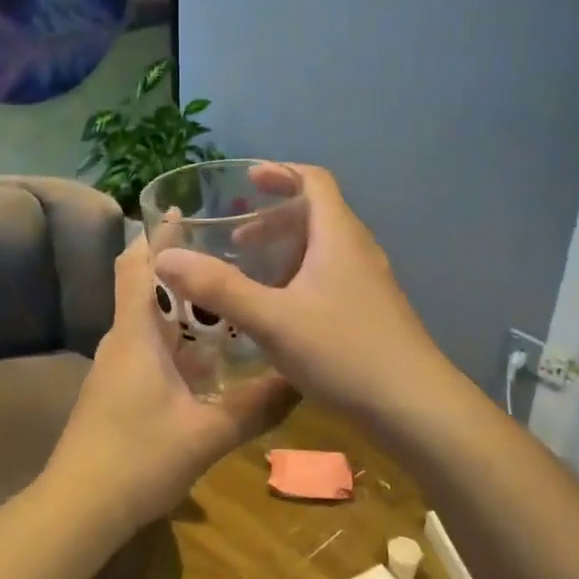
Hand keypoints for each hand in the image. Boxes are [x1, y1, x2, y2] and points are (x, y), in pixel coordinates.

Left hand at [48, 238, 294, 533]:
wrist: (78, 507)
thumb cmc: (138, 459)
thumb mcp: (207, 435)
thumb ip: (256, 408)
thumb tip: (301, 381)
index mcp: (137, 334)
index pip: (139, 266)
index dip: (158, 236)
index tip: (186, 211)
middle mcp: (122, 340)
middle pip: (146, 288)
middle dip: (181, 269)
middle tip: (230, 258)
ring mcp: (116, 367)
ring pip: (150, 322)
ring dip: (182, 308)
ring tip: (230, 302)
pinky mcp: (116, 390)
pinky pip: (148, 349)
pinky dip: (176, 341)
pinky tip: (210, 360)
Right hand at [152, 165, 451, 423]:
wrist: (414, 406)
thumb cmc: (344, 351)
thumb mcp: (272, 319)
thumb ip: (218, 287)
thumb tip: (164, 257)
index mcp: (338, 236)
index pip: (314, 180)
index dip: (280, 173)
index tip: (246, 182)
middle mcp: (357, 250)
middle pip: (316, 214)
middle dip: (273, 218)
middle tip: (236, 237)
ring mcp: (368, 283)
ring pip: (322, 250)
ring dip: (285, 251)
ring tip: (250, 274)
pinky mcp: (370, 312)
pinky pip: (329, 277)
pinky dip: (299, 278)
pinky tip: (278, 313)